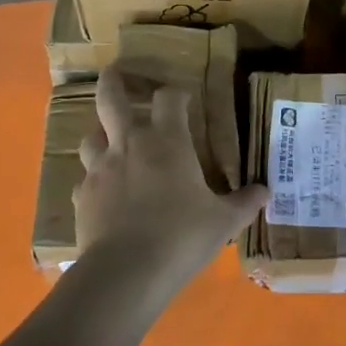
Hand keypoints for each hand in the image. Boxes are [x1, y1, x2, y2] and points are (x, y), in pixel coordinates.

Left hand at [75, 67, 267, 297]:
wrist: (126, 272)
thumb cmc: (181, 236)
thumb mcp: (223, 222)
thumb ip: (243, 203)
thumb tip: (264, 192)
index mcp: (167, 142)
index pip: (170, 99)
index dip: (176, 94)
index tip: (182, 99)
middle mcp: (129, 145)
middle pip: (112, 99)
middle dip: (113, 82)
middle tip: (114, 72)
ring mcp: (100, 170)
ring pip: (91, 137)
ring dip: (101, 133)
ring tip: (109, 140)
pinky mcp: (81, 197)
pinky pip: (85, 179)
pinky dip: (94, 179)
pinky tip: (103, 192)